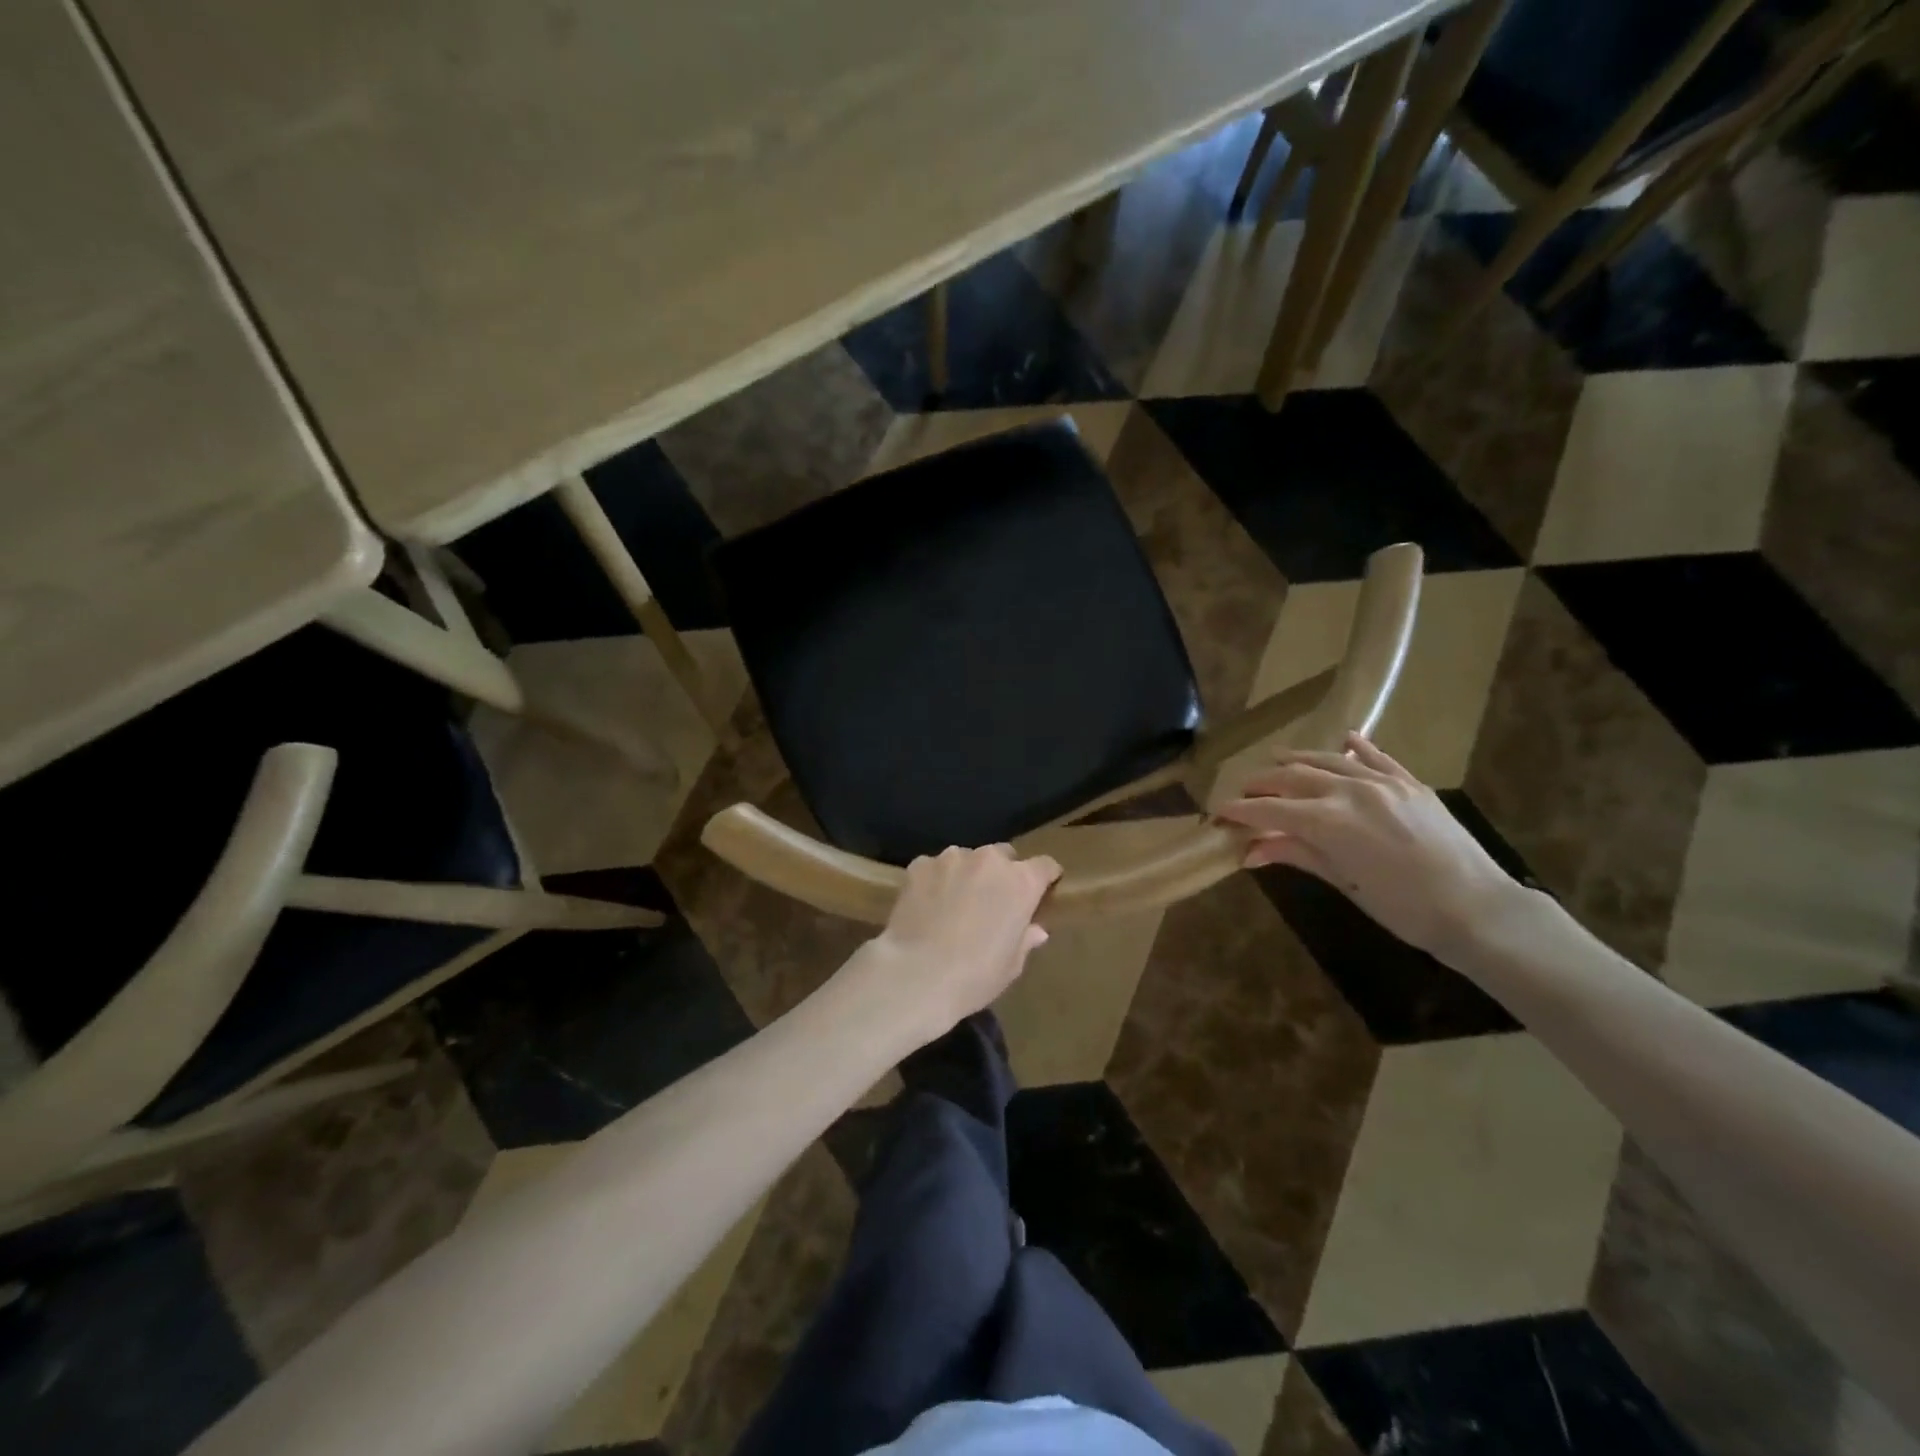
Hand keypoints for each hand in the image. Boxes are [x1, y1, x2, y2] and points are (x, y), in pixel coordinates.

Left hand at [860, 844, 1062, 1041]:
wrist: (916, 975)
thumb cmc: (974, 975)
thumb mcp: (1011, 965)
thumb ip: (1025, 940)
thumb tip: (1036, 930)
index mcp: (1021, 882)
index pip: (1045, 866)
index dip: (1045, 878)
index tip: (1041, 892)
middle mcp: (989, 860)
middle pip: (1004, 855)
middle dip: (1002, 874)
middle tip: (992, 903)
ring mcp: (951, 858)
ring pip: (966, 859)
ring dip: (966, 875)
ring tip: (953, 905)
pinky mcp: (919, 865)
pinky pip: (935, 868)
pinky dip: (935, 881)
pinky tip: (927, 906)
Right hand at [1216, 734, 1521, 958]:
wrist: (1478, 909)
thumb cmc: (1403, 908)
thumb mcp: (1343, 882)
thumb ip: (1295, 854)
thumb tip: (1249, 851)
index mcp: (1328, 819)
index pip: (1269, 809)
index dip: (1240, 810)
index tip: (1217, 813)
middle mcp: (1349, 789)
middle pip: (1292, 777)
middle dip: (1261, 783)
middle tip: (1242, 792)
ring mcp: (1383, 781)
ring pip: (1328, 760)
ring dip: (1298, 760)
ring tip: (1276, 760)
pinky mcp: (1410, 783)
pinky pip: (1377, 757)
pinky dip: (1357, 747)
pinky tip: (1345, 739)